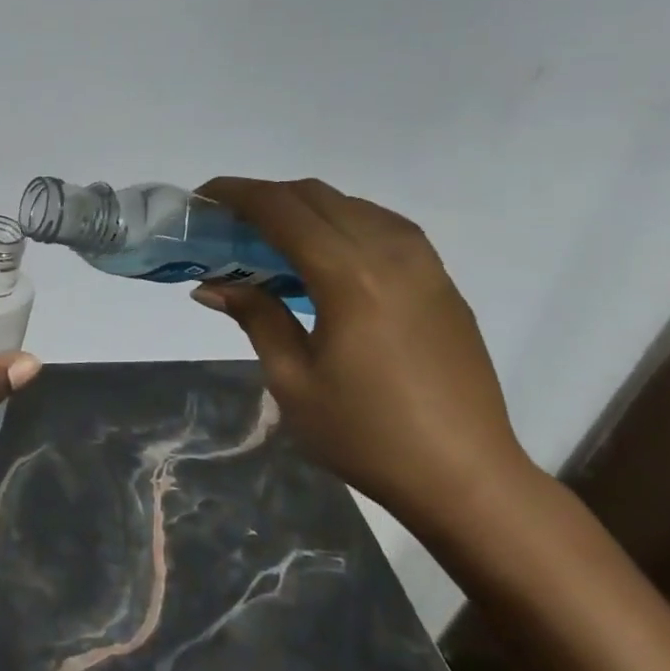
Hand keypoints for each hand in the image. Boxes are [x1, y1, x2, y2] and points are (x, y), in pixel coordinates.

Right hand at [190, 178, 535, 533]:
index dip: (237, 193)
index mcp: (349, 278)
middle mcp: (390, 254)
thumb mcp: (292, 380)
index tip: (203, 196)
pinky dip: (342, 222)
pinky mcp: (442, 282)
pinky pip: (384, 226)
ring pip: (353, 204)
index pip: (282, 210)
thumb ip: (256, 317)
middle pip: (317, 196)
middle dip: (265, 196)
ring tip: (271, 237)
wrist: (466, 477)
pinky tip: (325, 254)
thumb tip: (212, 285)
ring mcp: (424, 265)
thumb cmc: (366, 434)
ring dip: (305, 207)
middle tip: (228, 221)